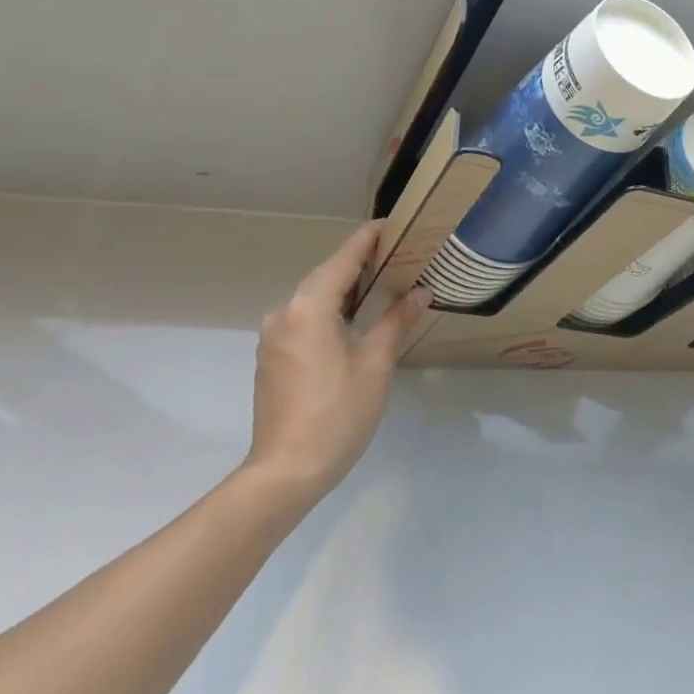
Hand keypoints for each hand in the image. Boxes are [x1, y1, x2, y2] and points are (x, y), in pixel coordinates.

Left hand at [244, 222, 430, 506]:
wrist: (287, 469)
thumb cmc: (338, 413)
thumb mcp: (376, 365)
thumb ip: (396, 321)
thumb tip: (421, 292)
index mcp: (309, 308)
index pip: (343, 260)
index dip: (367, 239)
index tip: (391, 224)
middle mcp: (285, 313)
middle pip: (326, 276)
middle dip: (358, 263)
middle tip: (396, 254)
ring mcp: (274, 336)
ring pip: (313, 298)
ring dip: (345, 288)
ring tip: (381, 283)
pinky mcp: (272, 357)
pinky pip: (304, 319)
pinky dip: (330, 310)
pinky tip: (353, 319)